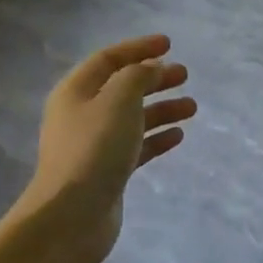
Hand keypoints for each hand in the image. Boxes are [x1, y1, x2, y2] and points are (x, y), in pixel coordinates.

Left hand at [23, 34, 194, 262]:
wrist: (71, 218)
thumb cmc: (94, 150)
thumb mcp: (119, 101)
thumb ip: (137, 77)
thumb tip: (151, 68)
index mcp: (77, 91)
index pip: (109, 59)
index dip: (139, 48)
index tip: (169, 45)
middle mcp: (82, 114)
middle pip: (123, 87)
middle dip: (154, 78)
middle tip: (184, 75)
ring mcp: (94, 145)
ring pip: (133, 117)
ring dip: (161, 109)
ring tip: (192, 108)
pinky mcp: (107, 172)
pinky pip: (136, 146)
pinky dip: (156, 138)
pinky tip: (178, 136)